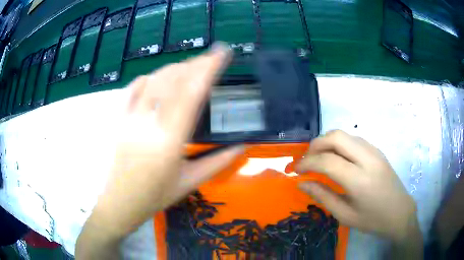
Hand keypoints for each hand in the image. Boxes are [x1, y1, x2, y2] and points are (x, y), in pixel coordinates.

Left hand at [79, 43, 242, 242]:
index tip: (222, 53)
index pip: (191, 93)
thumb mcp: (191, 182)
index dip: (208, 69)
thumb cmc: (155, 196)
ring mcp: (130, 118)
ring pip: (154, 80)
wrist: (120, 202)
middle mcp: (148, 123)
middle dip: (195, 64)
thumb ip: (219, 162)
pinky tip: (159, 77)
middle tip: (211, 58)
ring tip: (190, 67)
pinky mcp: (120, 119)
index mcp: (170, 140)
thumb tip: (243, 144)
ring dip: (175, 68)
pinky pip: (133, 88)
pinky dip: (149, 77)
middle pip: (173, 80)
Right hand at [297, 130, 417, 241]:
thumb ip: (322, 197)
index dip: (306, 163)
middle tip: (306, 160)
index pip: (327, 161)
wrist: (400, 213)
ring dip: (327, 142)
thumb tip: (302, 184)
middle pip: (335, 137)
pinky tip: (337, 158)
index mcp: (359, 180)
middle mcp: (367, 159)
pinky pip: (353, 139)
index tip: (295, 170)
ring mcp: (374, 151)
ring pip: (344, 134)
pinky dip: (339, 144)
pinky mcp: (377, 150)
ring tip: (318, 159)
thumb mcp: (345, 215)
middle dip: (315, 145)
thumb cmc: (372, 220)